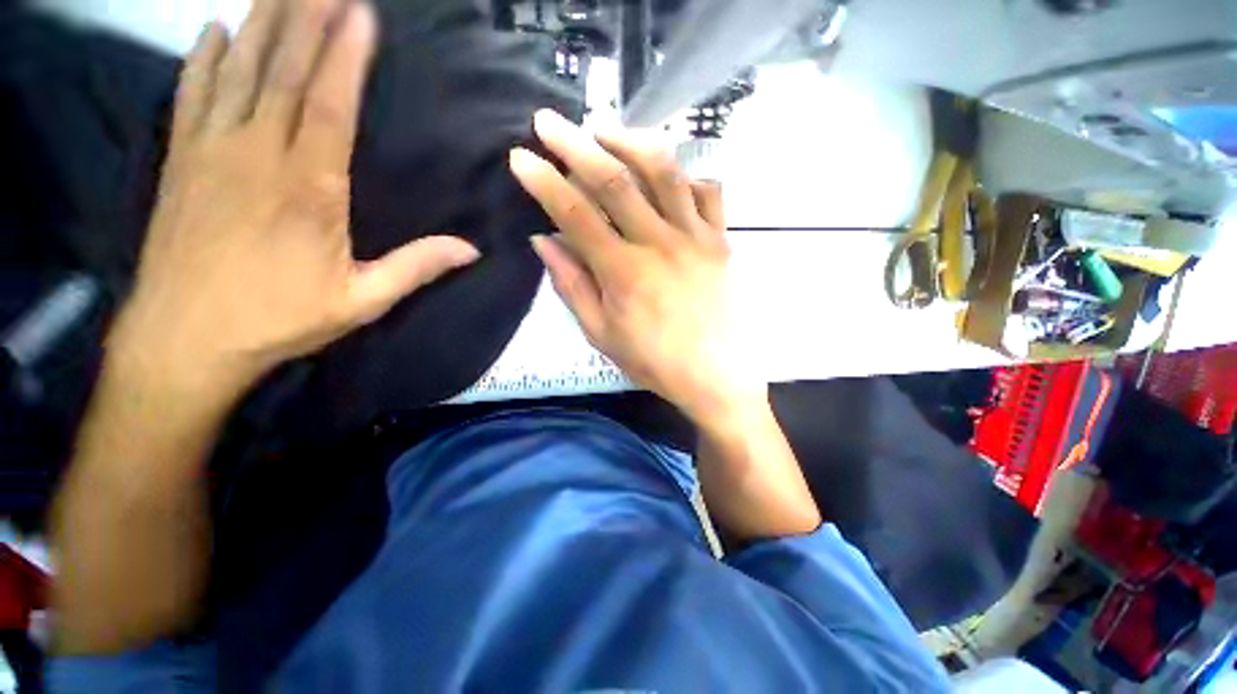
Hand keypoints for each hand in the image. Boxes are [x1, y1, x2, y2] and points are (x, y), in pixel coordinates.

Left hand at [111, 0, 477, 401]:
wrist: (185, 338)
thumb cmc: (278, 319)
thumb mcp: (362, 301)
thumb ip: (416, 268)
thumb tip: (471, 250)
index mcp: (308, 189)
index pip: (329, 104)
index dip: (345, 54)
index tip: (360, 11)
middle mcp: (257, 155)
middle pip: (281, 70)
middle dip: (304, 16)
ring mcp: (210, 151)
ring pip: (237, 70)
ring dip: (260, 23)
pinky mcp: (180, 161)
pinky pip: (191, 94)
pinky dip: (203, 58)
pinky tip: (213, 31)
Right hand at [510, 110, 764, 423]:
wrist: (716, 377)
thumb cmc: (655, 362)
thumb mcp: (602, 334)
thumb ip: (573, 285)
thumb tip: (544, 241)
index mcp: (625, 272)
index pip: (576, 214)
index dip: (544, 182)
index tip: (521, 157)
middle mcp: (660, 244)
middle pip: (615, 180)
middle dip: (576, 144)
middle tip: (549, 121)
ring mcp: (697, 237)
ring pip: (665, 171)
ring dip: (631, 142)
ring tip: (606, 130)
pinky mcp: (722, 241)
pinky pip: (708, 191)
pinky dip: (686, 174)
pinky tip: (669, 175)